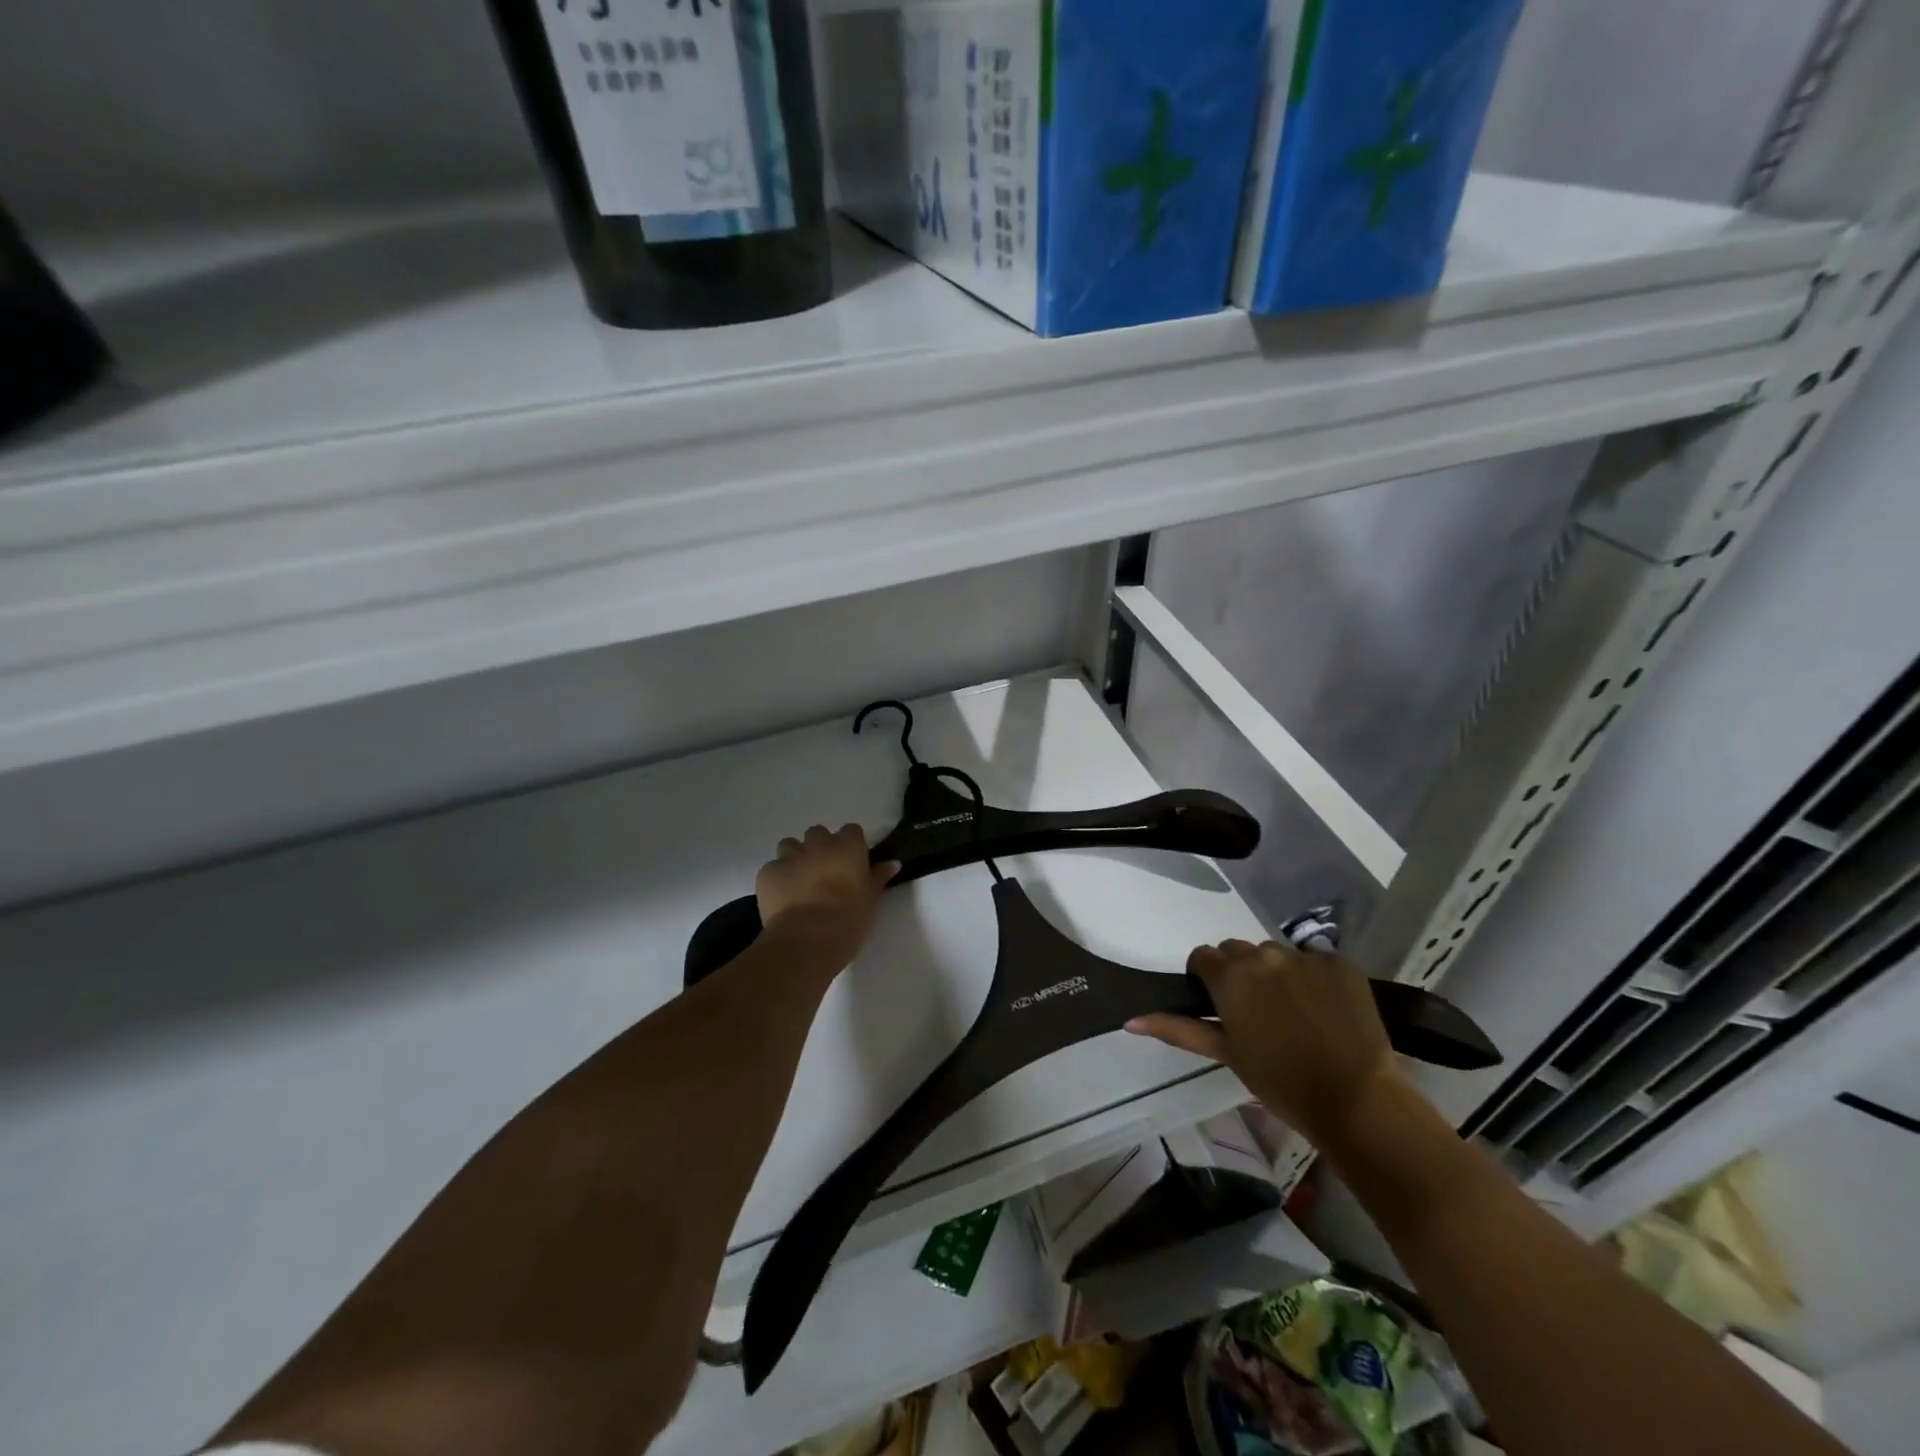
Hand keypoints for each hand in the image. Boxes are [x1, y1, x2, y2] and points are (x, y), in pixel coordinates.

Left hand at [756, 824, 898, 969]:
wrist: (807, 940)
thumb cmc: (848, 919)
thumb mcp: (871, 900)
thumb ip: (879, 877)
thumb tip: (893, 863)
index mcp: (847, 847)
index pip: (852, 831)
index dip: (851, 846)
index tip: (852, 862)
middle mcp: (818, 844)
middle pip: (818, 833)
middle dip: (820, 848)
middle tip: (824, 872)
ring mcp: (789, 856)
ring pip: (790, 845)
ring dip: (796, 857)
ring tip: (800, 881)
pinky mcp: (767, 873)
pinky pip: (772, 868)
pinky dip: (777, 878)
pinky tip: (782, 897)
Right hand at [1127, 939, 1400, 1148]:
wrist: (1356, 1099)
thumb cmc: (1280, 1081)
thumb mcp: (1225, 1053)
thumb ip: (1177, 1029)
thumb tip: (1130, 1020)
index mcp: (1230, 975)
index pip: (1203, 957)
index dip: (1207, 979)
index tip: (1220, 1006)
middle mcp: (1263, 955)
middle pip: (1239, 951)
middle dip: (1240, 974)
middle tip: (1256, 1012)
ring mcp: (1304, 956)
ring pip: (1276, 954)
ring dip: (1276, 974)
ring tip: (1294, 1012)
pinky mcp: (1340, 963)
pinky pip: (1316, 961)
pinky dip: (1314, 979)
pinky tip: (1324, 1010)